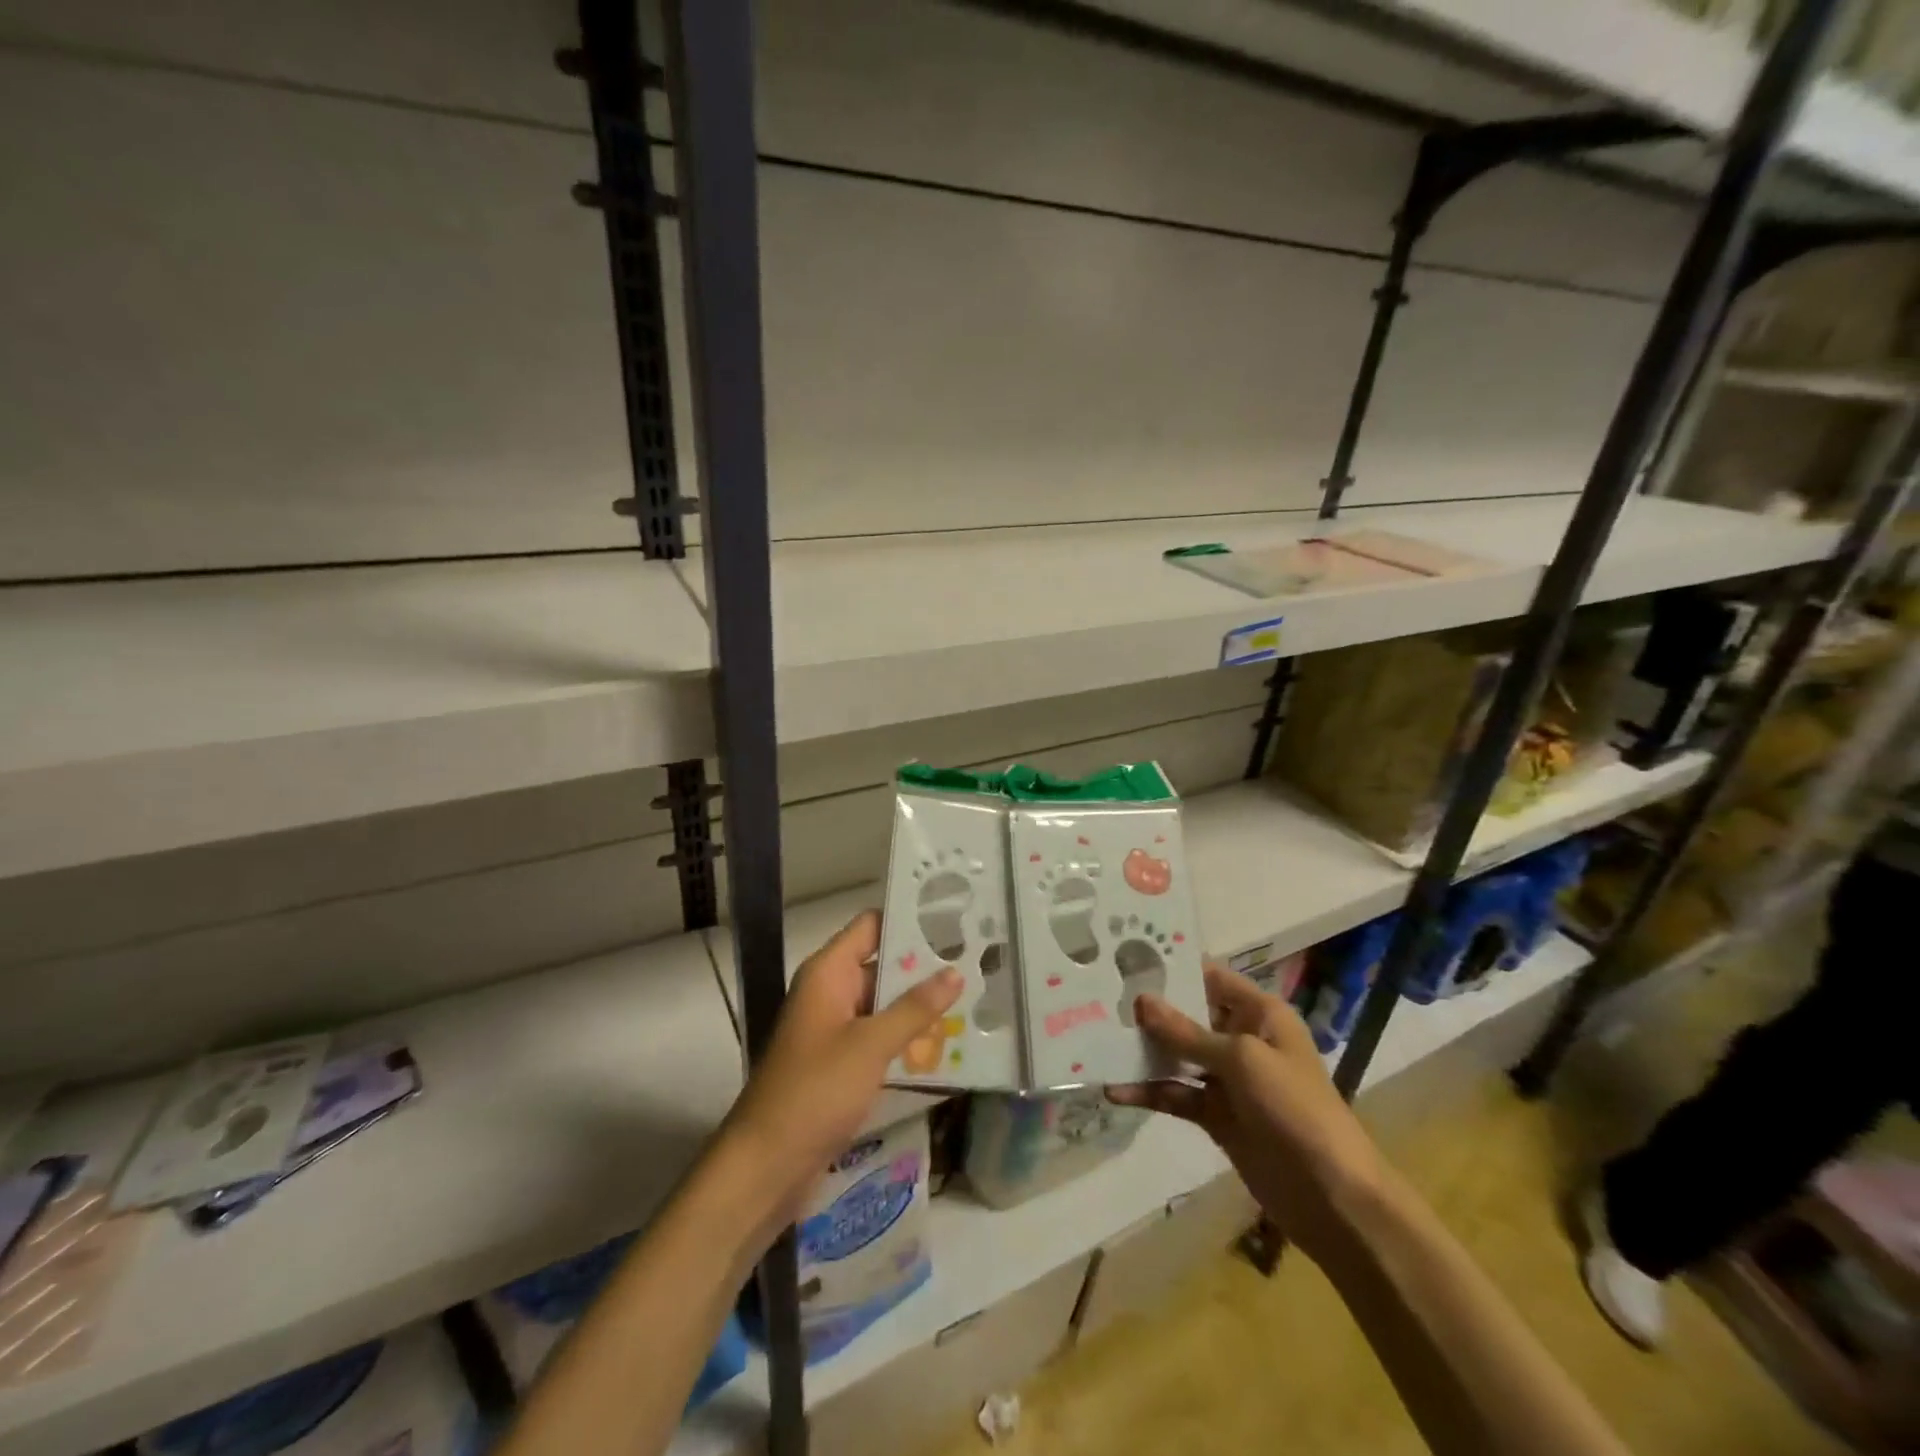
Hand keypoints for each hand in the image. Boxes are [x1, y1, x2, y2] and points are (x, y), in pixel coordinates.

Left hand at [723, 911, 961, 1226]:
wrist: (766, 1165)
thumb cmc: (815, 1091)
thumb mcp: (870, 1045)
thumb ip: (914, 1008)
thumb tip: (955, 972)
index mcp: (829, 973)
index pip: (872, 926)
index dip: (909, 919)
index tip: (954, 918)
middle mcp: (831, 992)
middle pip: (882, 964)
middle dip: (925, 966)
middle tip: (977, 960)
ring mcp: (835, 1029)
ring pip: (885, 1003)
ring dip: (921, 1005)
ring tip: (975, 996)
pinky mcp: (841, 1063)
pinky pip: (880, 1036)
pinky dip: (908, 1037)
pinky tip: (949, 1042)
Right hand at [1109, 966, 1384, 1262]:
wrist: (1333, 1197)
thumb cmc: (1294, 1108)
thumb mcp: (1242, 1060)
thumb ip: (1187, 1032)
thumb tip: (1141, 1001)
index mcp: (1260, 1014)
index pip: (1210, 977)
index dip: (1173, 968)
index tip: (1126, 958)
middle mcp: (1242, 1039)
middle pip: (1188, 1016)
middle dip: (1148, 1011)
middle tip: (1099, 999)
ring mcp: (1228, 1079)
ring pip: (1177, 1056)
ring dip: (1143, 1052)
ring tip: (1098, 1041)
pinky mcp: (1216, 1115)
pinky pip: (1176, 1094)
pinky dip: (1149, 1092)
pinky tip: (1115, 1091)